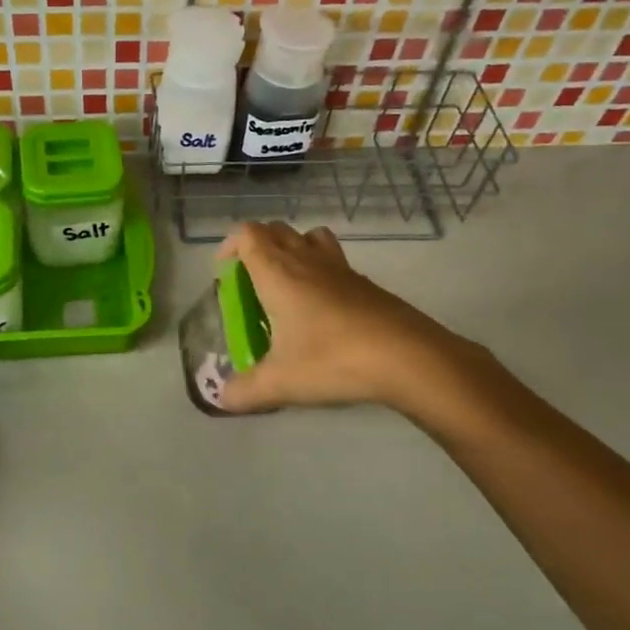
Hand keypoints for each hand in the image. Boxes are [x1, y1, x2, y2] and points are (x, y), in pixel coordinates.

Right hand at [214, 222, 474, 414]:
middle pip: (277, 230)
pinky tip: (321, 309)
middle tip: (250, 281)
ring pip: (310, 237)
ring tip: (285, 284)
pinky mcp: (366, 284)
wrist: (407, 357)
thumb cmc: (333, 360)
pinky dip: (320, 271)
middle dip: (257, 247)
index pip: (248, 235)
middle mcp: (307, 260)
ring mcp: (340, 269)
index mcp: (278, 273)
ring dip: (292, 249)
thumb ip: (245, 390)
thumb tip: (222, 398)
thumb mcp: (280, 382)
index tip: (223, 271)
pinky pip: (334, 261)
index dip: (230, 244)